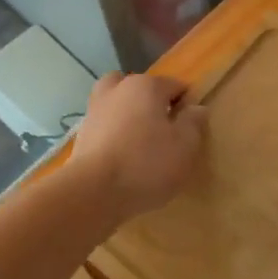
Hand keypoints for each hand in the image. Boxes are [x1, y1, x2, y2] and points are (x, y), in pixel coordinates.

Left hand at [70, 73, 207, 220]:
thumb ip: (194, 122)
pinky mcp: (81, 134)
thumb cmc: (147, 164)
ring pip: (119, 104)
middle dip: (153, 104)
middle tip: (163, 131)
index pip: (175, 86)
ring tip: (140, 143)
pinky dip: (114, 134)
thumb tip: (196, 108)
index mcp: (146, 86)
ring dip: (129, 116)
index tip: (190, 130)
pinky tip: (122, 157)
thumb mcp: (185, 145)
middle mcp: (117, 89)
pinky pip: (105, 126)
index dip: (187, 106)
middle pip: (141, 89)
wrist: (93, 192)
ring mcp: (95, 110)